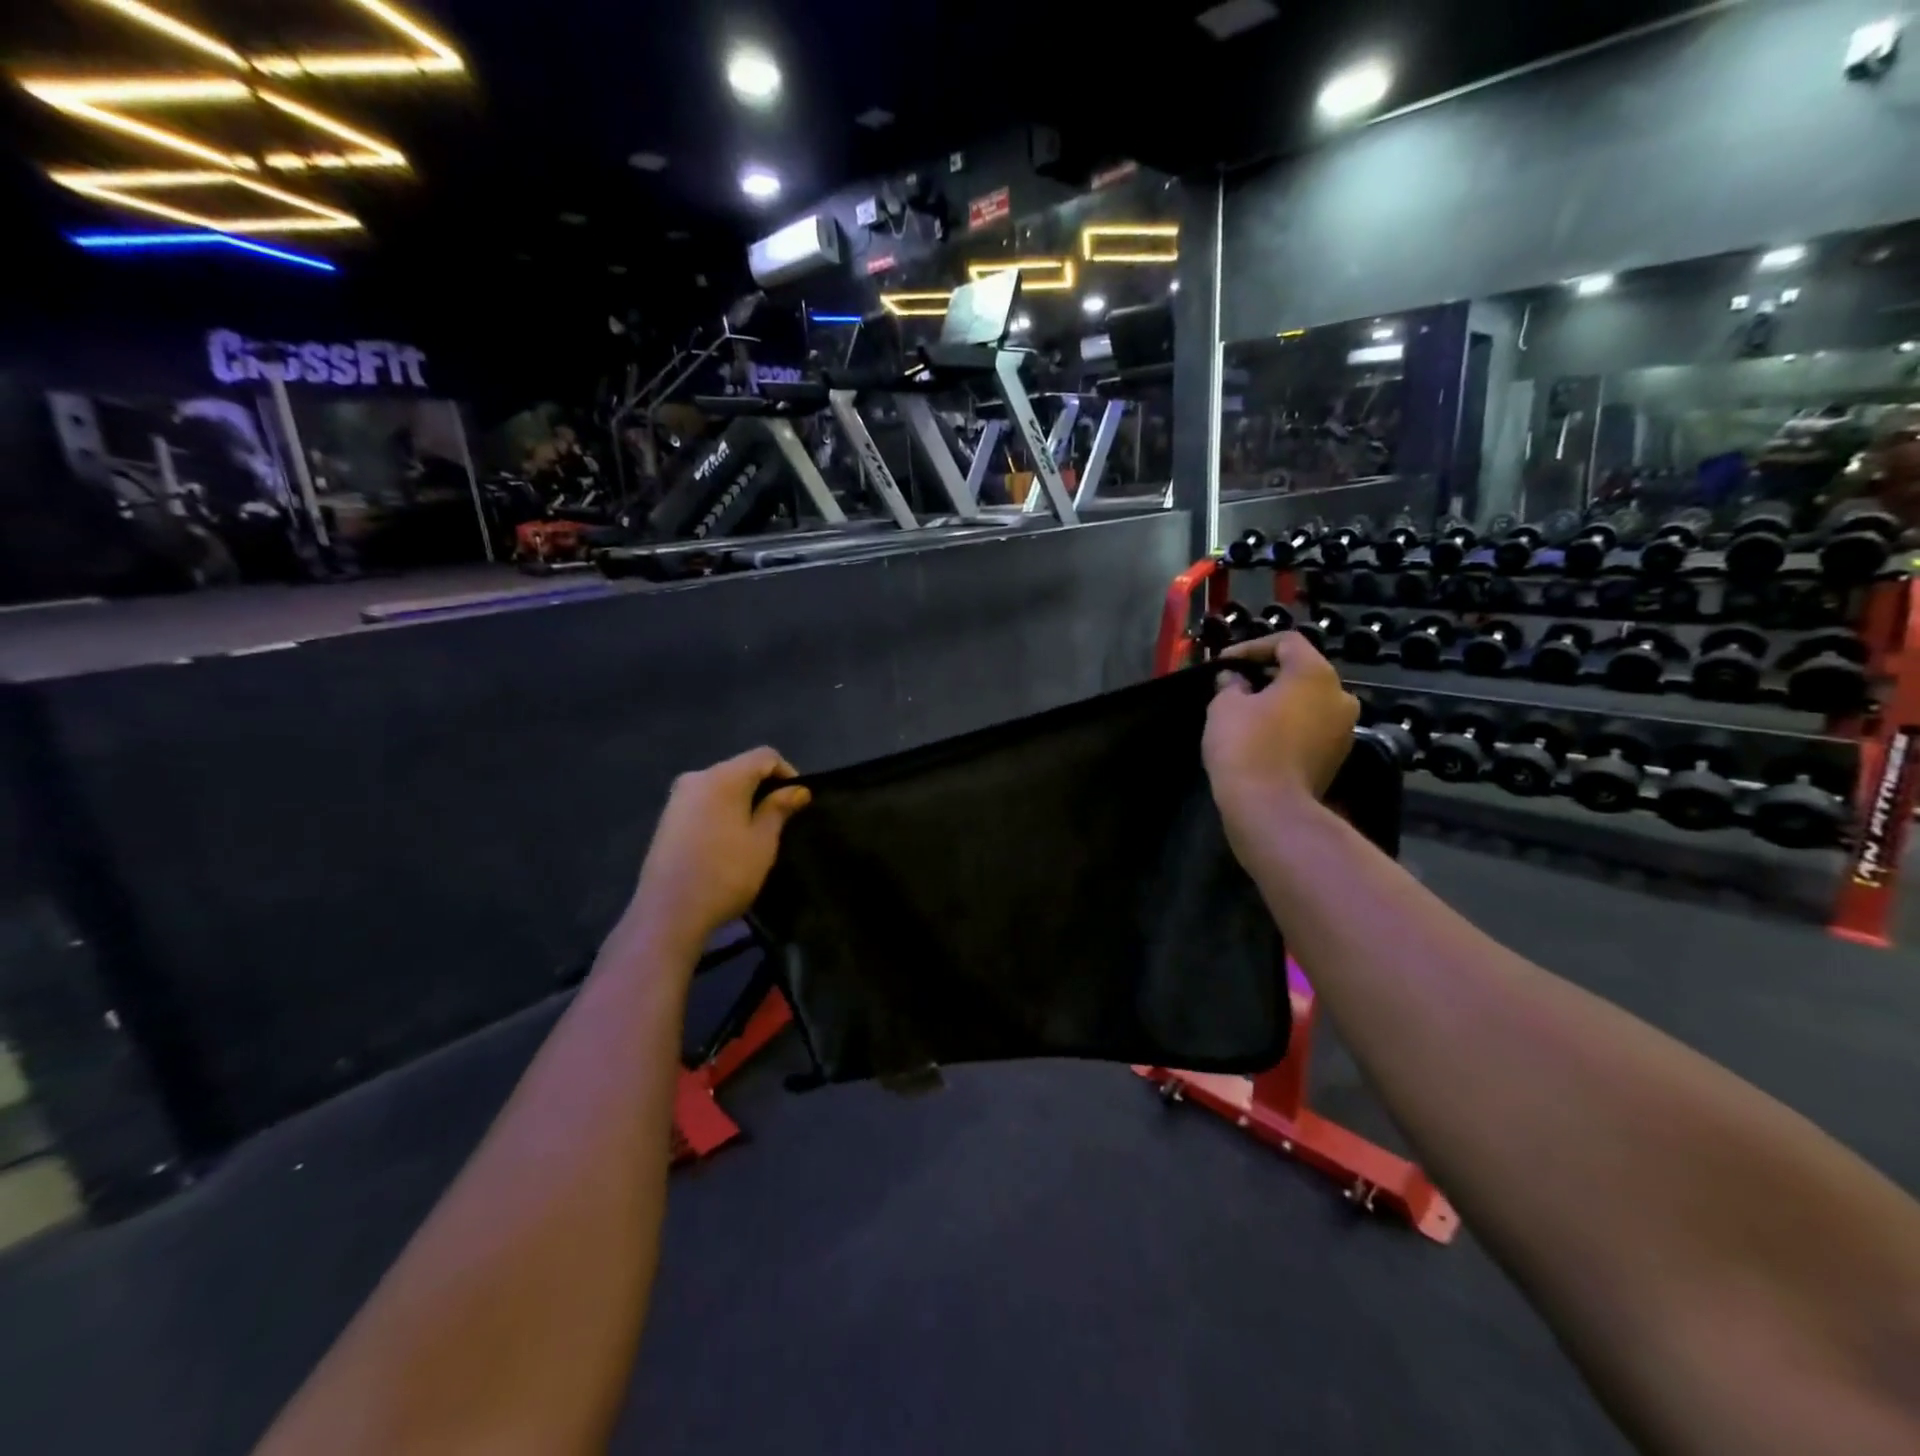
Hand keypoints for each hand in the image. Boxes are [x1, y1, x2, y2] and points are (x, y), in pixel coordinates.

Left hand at [628, 747, 810, 952]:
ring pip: (721, 786)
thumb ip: (779, 809)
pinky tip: (729, 840)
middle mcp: (697, 778)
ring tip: (758, 831)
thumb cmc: (725, 874)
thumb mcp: (762, 841)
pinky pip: (704, 802)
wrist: (668, 913)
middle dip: (764, 787)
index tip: (798, 802)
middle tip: (782, 818)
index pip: (764, 756)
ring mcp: (677, 798)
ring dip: (743, 800)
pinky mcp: (667, 819)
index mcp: (723, 777)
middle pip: (740, 769)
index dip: (787, 772)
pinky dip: (723, 811)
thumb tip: (797, 789)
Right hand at [1203, 632, 1358, 822]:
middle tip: (1234, 685)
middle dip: (1267, 675)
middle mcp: (1340, 696)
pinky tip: (1261, 737)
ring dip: (1280, 702)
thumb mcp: (1225, 705)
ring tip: (1246, 712)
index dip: (1251, 647)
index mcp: (1315, 674)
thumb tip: (1234, 679)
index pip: (1287, 642)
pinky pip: (1311, 728)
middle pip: (1302, 672)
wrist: (1269, 806)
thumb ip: (1230, 684)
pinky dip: (1289, 726)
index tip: (1223, 663)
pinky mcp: (1337, 757)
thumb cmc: (1245, 744)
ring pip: (1308, 702)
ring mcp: (1344, 729)